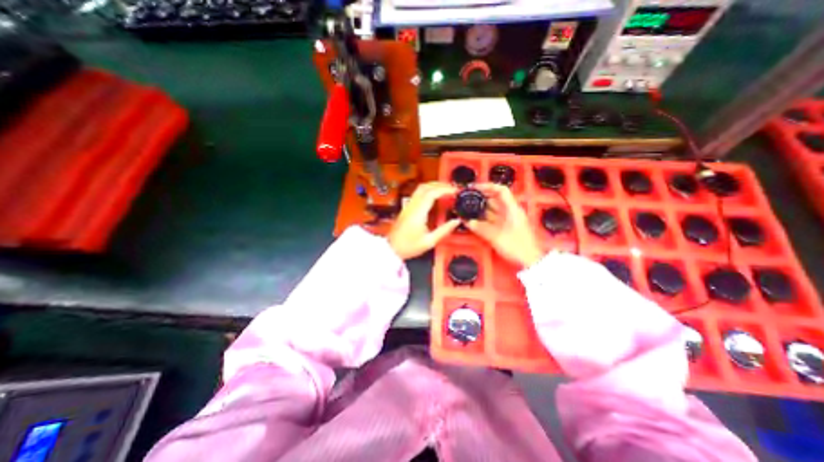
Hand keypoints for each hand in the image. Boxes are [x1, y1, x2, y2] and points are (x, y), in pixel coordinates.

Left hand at [388, 180, 460, 259]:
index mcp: (418, 213)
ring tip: (445, 190)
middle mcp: (412, 207)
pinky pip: (417, 194)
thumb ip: (444, 230)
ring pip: (420, 188)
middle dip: (440, 185)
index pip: (431, 193)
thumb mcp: (429, 242)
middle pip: (425, 187)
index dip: (444, 189)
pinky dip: (428, 191)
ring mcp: (408, 206)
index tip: (454, 191)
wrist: (392, 249)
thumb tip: (456, 221)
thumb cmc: (408, 247)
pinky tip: (435, 197)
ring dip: (433, 186)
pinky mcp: (407, 209)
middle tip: (452, 188)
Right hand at [466, 182, 545, 266]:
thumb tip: (468, 222)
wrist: (529, 260)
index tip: (474, 188)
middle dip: (480, 198)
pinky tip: (473, 221)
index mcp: (512, 209)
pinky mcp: (504, 227)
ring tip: (466, 210)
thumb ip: (481, 228)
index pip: (500, 190)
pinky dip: (482, 219)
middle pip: (494, 199)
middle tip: (466, 199)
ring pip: (491, 210)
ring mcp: (507, 219)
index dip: (487, 186)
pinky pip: (491, 219)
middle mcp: (510, 212)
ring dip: (480, 209)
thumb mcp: (497, 237)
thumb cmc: (517, 247)